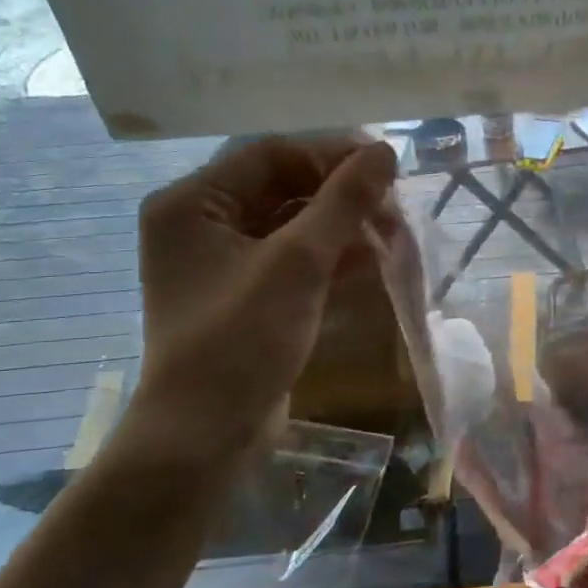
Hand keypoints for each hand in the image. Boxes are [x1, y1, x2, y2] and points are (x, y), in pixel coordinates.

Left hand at [134, 135, 396, 457]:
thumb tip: (385, 151)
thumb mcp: (298, 263)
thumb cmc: (241, 340)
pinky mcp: (247, 294)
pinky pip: (294, 258)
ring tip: (394, 234)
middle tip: (394, 206)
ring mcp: (224, 262)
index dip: (332, 155)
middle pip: (283, 187)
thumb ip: (343, 202)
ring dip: (343, 225)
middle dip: (342, 195)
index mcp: (193, 203)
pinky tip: (374, 260)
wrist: (205, 436)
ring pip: (294, 224)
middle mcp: (202, 224)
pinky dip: (332, 256)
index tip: (388, 166)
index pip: (271, 154)